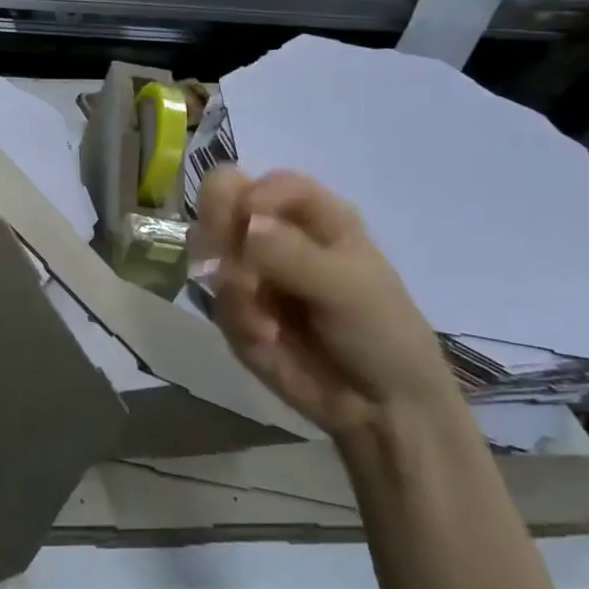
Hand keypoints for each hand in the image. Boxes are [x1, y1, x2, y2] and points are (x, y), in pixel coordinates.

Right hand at [198, 168, 460, 438]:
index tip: (247, 219)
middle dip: (218, 231)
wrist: (379, 406)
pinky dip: (238, 321)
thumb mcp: (348, 287)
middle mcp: (275, 233)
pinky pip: (214, 301)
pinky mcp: (233, 308)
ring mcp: (249, 269)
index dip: (249, 194)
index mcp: (314, 216)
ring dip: (230, 285)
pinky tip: (268, 340)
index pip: (266, 183)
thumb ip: (294, 254)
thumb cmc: (381, 332)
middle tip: (231, 264)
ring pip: (207, 251)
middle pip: (221, 201)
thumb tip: (246, 225)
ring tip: (262, 320)